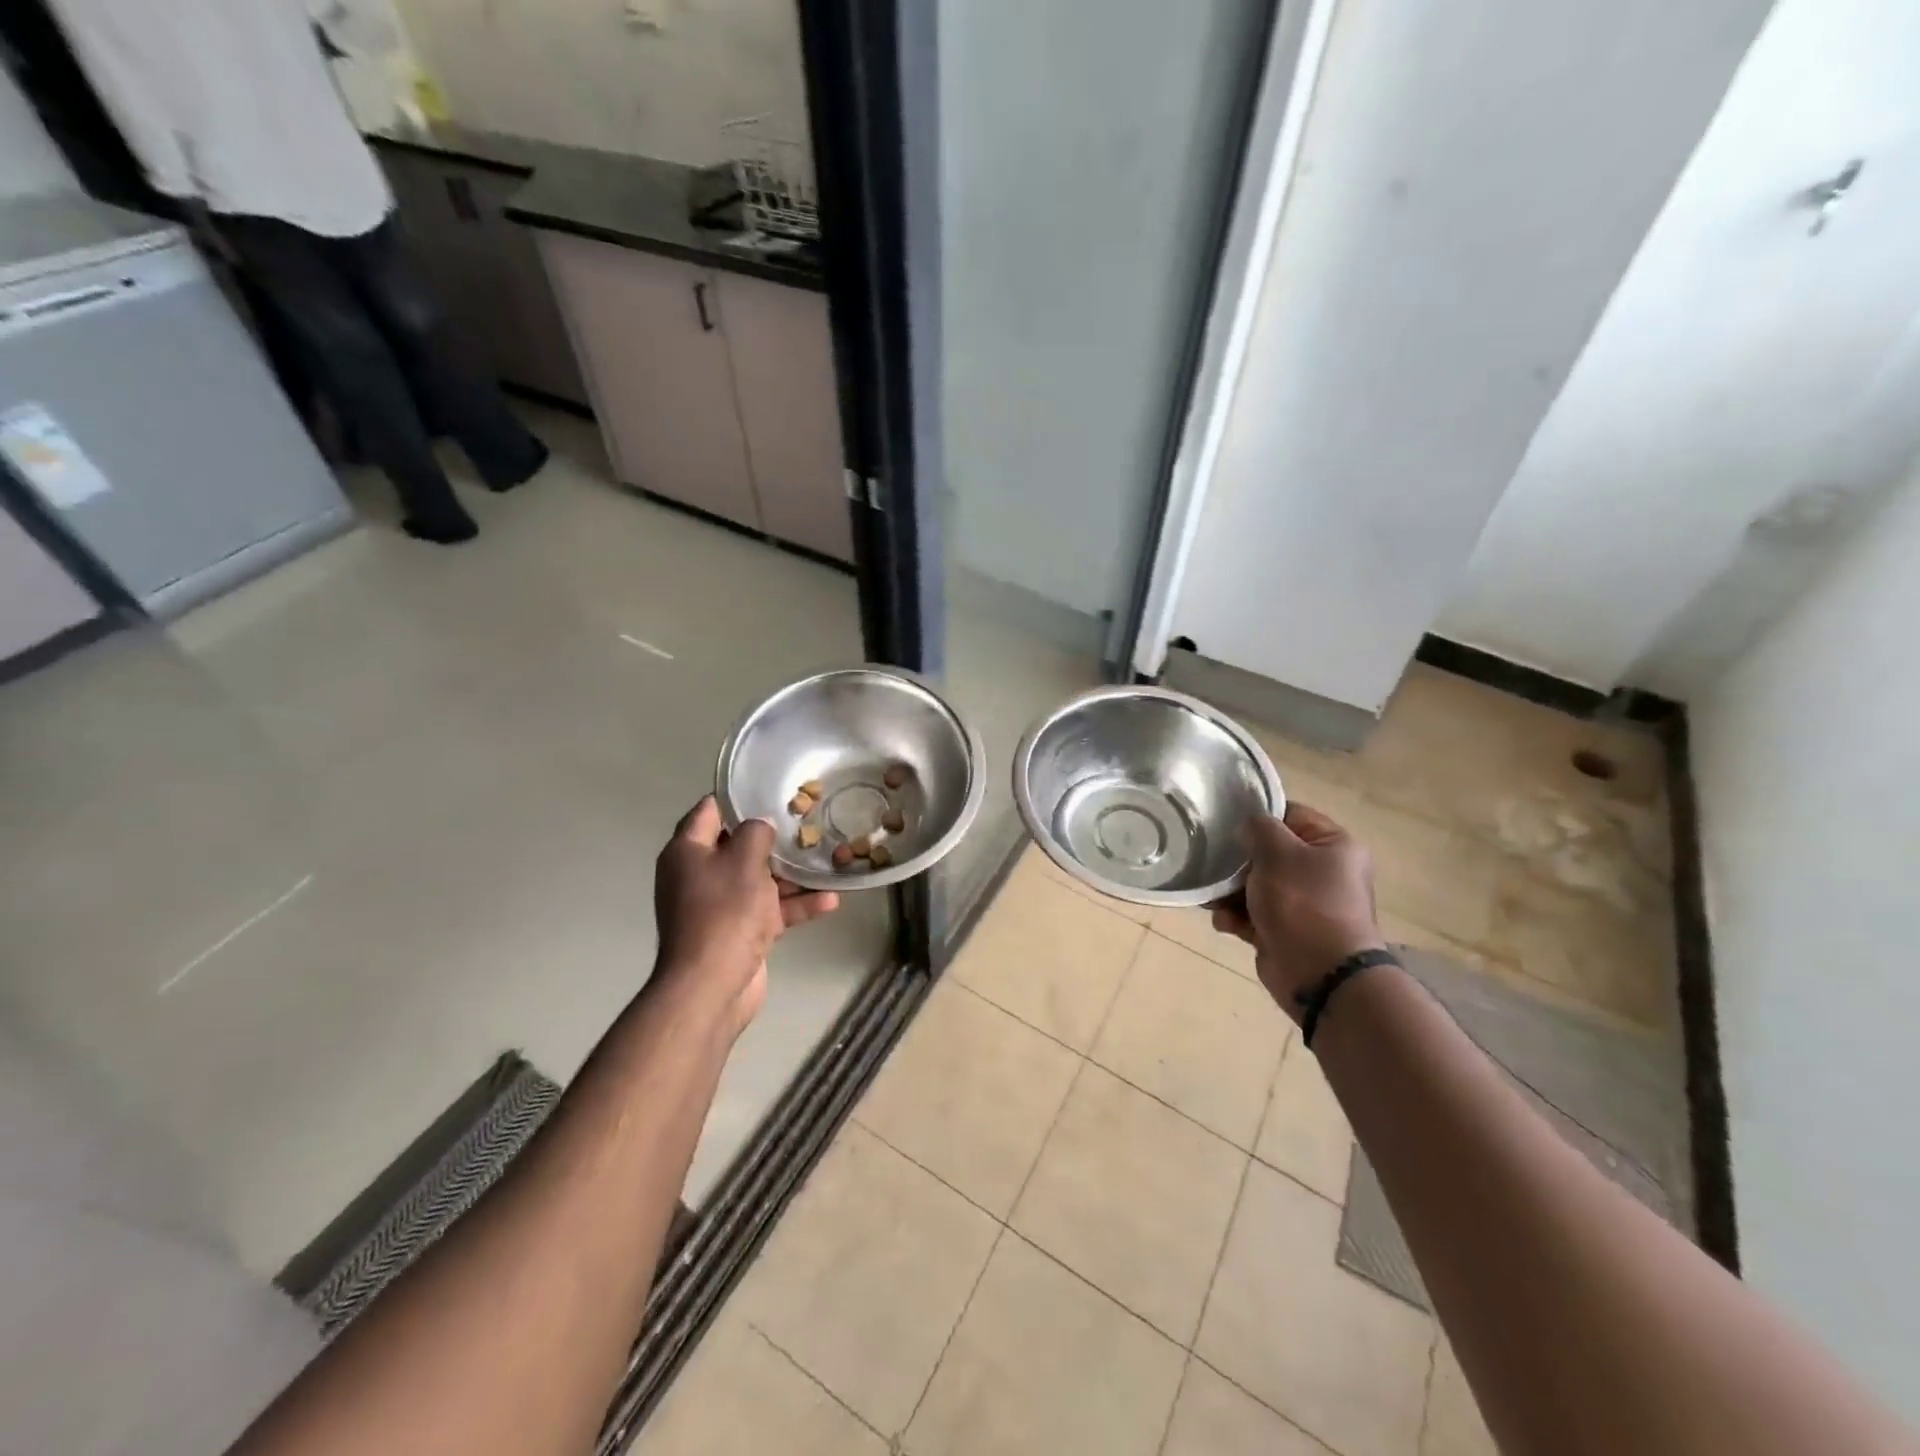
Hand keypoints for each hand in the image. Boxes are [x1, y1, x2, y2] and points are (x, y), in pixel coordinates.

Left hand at [653, 797, 838, 1034]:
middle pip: (739, 846)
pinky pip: (771, 910)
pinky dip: (796, 905)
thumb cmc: (724, 912)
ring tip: (828, 859)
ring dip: (793, 874)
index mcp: (688, 852)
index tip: (770, 788)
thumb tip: (761, 825)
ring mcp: (720, 906)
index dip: (737, 798)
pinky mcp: (740, 932)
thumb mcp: (744, 860)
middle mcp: (699, 875)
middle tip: (808, 821)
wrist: (712, 986)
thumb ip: (756, 833)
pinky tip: (830, 900)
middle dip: (774, 838)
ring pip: (760, 880)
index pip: (709, 812)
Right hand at [1212, 802, 1385, 1020]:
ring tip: (1211, 897)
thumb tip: (1250, 828)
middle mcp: (1323, 873)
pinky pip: (1253, 915)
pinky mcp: (1285, 931)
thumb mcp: (1278, 852)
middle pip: (1270, 852)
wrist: (1319, 974)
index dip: (1259, 815)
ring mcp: (1304, 904)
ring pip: (1257, 885)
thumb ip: (1259, 828)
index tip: (1227, 819)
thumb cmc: (1303, 902)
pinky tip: (1223, 921)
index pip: (1292, 815)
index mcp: (1334, 846)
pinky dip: (1236, 917)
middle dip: (1238, 860)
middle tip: (1212, 861)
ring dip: (1230, 891)